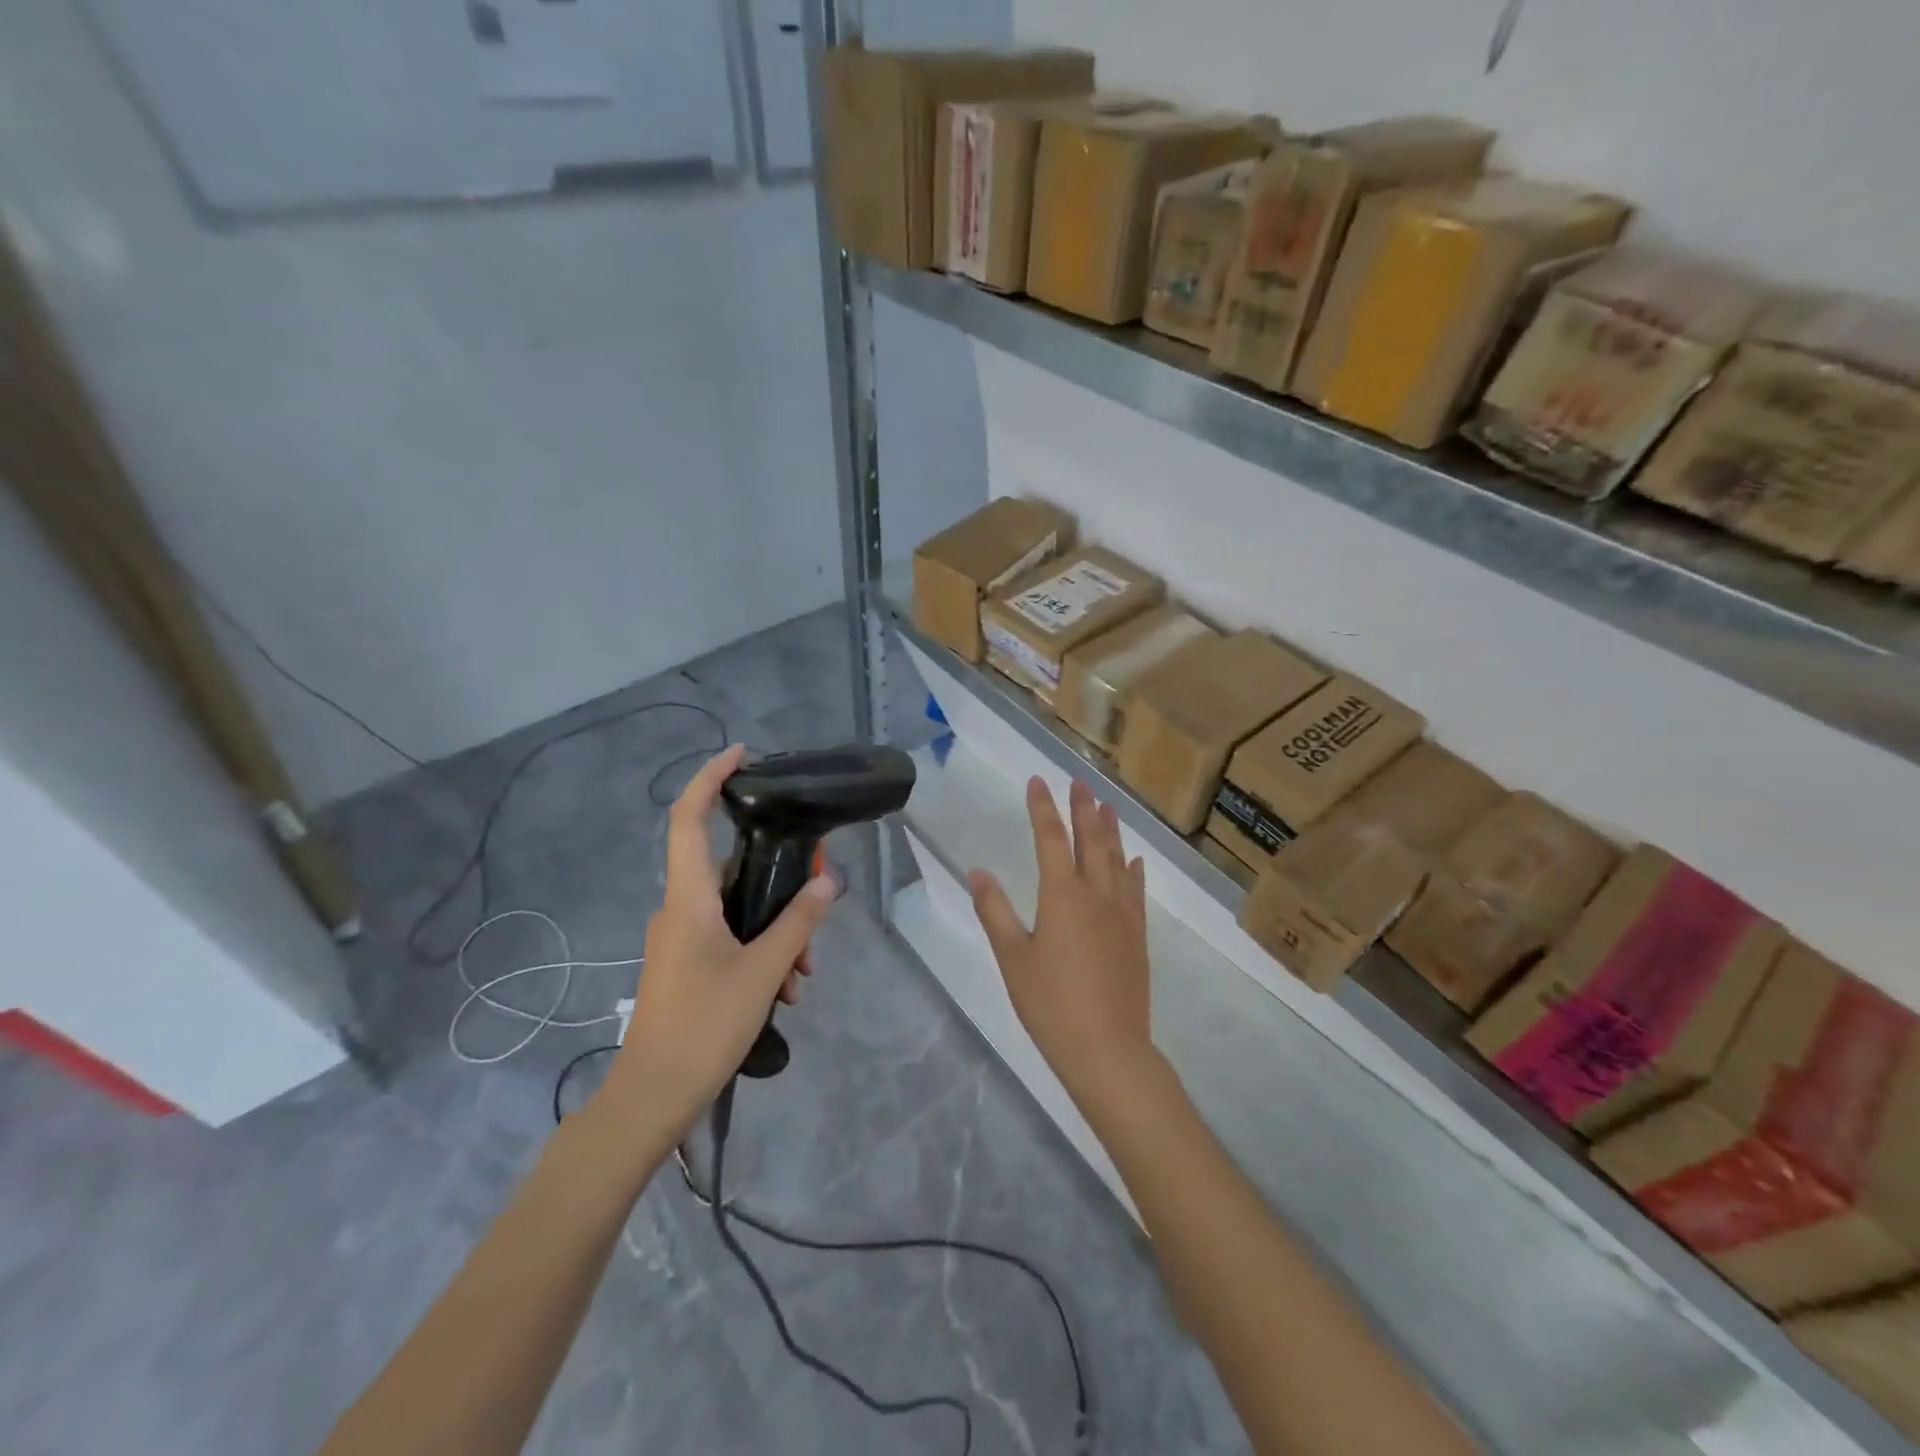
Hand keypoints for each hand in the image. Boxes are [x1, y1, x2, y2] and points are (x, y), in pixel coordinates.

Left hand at [602, 745, 835, 1139]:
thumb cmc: (704, 1025)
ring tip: (804, 972)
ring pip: (737, 909)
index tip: (741, 754)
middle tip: (819, 895)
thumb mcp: (763, 971)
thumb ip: (798, 923)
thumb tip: (827, 882)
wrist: (651, 1096)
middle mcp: (680, 908)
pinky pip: (729, 937)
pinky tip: (785, 987)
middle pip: (732, 868)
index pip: (689, 819)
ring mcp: (680, 938)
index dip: (710, 778)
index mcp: (689, 898)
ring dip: (776, 928)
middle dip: (780, 878)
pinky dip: (760, 949)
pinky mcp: (686, 963)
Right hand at [969, 777, 1159, 1116]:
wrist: (1108, 1049)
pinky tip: (1134, 860)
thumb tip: (977, 871)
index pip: (1050, 837)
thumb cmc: (1051, 1005)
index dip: (1042, 807)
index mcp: (1062, 895)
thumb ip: (994, 911)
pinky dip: (1133, 869)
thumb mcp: (1012, 958)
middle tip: (1079, 781)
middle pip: (1090, 839)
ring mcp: (1122, 913)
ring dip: (1110, 829)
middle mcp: (1096, 893)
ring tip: (1107, 805)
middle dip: (1083, 807)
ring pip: (1117, 858)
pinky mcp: (1137, 934)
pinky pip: (1135, 889)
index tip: (1038, 780)